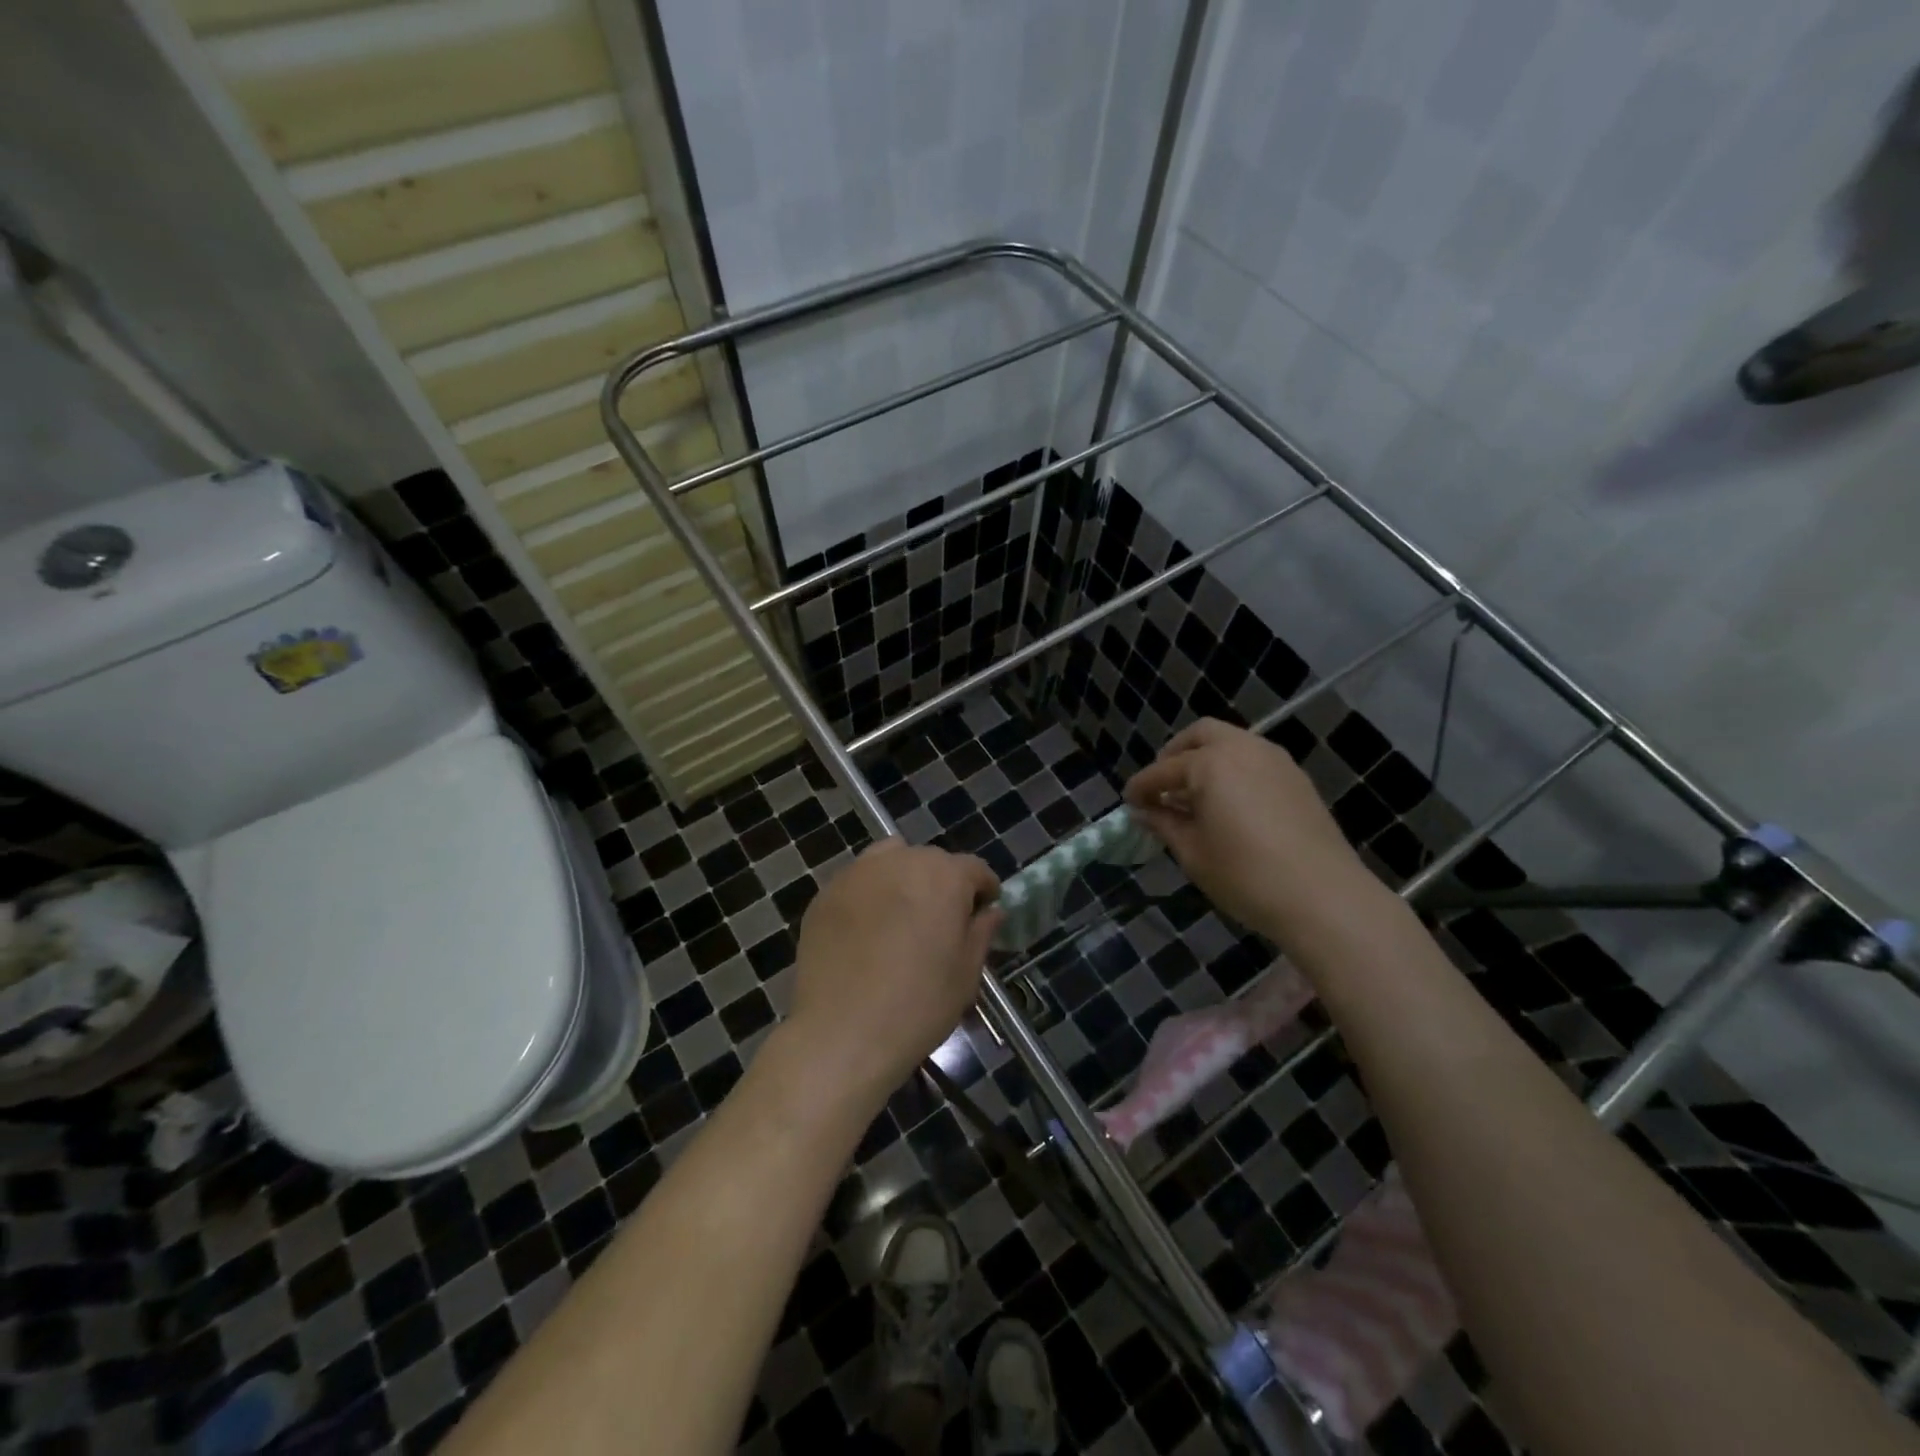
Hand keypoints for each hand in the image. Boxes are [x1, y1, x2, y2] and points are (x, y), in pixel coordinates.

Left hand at [784, 840, 1001, 1112]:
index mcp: (944, 877)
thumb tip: (990, 911)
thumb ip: (981, 932)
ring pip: (891, 860)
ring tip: (901, 917)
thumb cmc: (918, 1005)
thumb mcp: (966, 974)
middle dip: (942, 884)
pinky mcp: (826, 893)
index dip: (984, 891)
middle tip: (941, 923)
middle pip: (931, 861)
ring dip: (904, 879)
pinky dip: (869, 895)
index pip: (974, 869)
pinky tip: (866, 932)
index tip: (982, 915)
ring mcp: (858, 873)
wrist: (842, 1032)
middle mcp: (901, 861)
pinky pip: (858, 882)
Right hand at [1124, 718, 1381, 946]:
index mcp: (1210, 763)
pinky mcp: (1297, 778)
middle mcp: (1242, 748)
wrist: (1325, 897)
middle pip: (1199, 735)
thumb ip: (1165, 824)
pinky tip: (1228, 804)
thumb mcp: (1193, 853)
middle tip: (1162, 787)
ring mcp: (1275, 760)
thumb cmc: (1246, 876)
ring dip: (1206, 759)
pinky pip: (1254, 760)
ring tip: (1194, 797)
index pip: (1163, 771)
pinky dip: (1232, 770)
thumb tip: (1144, 812)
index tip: (1128, 803)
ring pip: (1231, 743)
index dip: (1141, 787)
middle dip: (1174, 755)